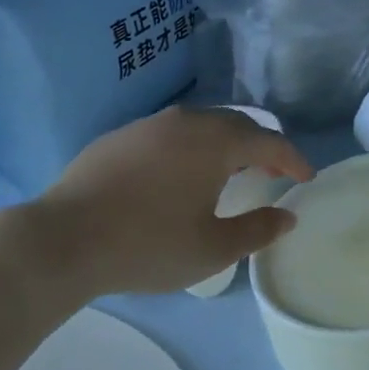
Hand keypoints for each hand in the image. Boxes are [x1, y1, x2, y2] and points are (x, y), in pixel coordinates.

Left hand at [25, 106, 313, 295]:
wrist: (62, 238)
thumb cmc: (146, 245)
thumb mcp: (210, 249)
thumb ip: (256, 231)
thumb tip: (286, 216)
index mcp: (215, 141)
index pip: (269, 141)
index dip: (293, 159)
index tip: (306, 178)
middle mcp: (187, 120)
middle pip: (237, 124)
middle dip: (261, 147)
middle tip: (271, 174)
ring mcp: (150, 123)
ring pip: (202, 124)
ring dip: (225, 144)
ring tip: (229, 172)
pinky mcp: (121, 135)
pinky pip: (171, 132)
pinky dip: (192, 146)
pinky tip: (180, 174)